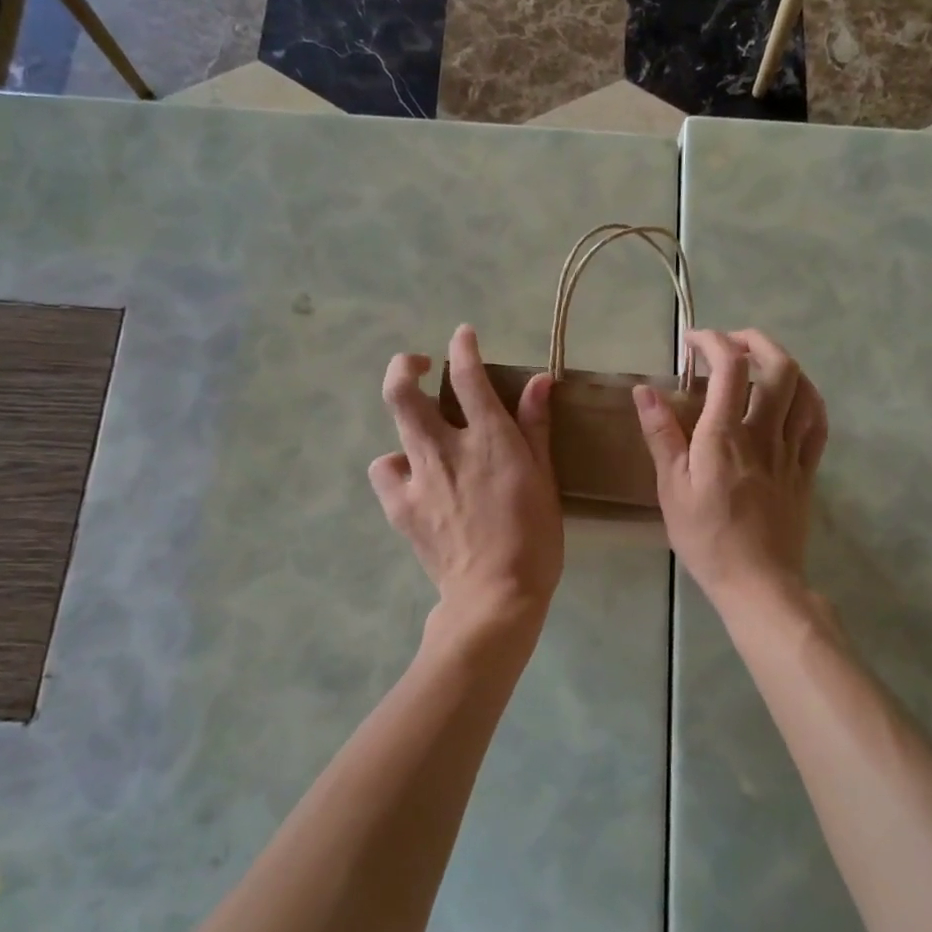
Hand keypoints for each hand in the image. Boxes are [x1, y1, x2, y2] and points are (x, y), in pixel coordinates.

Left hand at [369, 325, 563, 620]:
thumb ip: (537, 426)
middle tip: (419, 364)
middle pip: (404, 390)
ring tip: (423, 430)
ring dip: (406, 416)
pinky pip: (386, 470)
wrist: (494, 596)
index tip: (462, 335)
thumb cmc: (534, 538)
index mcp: (489, 439)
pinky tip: (413, 475)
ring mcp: (417, 477)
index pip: (467, 376)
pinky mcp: (400, 506)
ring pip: (394, 425)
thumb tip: (539, 381)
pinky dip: (396, 464)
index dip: (462, 348)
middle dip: (406, 365)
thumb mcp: (545, 479)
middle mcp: (445, 448)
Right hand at [633, 329, 827, 610]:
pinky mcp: (807, 470)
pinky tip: (795, 396)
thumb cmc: (706, 537)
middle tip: (731, 342)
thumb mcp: (671, 488)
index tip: (692, 341)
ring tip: (761, 363)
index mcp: (724, 436)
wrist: (758, 581)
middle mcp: (763, 433)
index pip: (729, 367)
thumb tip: (644, 390)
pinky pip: (818, 422)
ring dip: (784, 363)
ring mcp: (791, 451)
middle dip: (756, 341)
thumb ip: (661, 435)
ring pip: (804, 389)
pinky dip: (808, 397)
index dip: (713, 341)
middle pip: (778, 367)